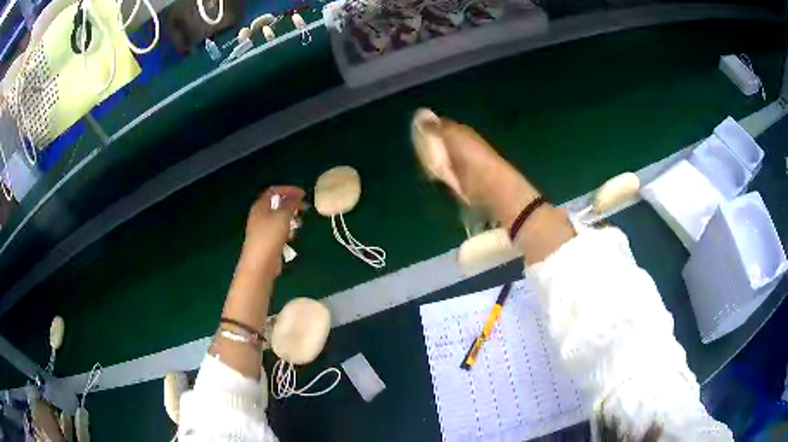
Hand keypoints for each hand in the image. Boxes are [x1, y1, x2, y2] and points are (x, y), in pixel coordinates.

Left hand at [243, 186, 304, 266]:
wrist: (260, 264)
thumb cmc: (270, 236)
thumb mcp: (282, 216)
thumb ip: (290, 203)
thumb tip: (296, 197)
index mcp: (260, 205)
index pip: (274, 191)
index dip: (288, 190)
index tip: (303, 194)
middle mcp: (259, 215)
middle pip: (276, 204)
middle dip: (291, 204)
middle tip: (304, 208)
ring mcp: (262, 229)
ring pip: (278, 218)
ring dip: (290, 218)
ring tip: (299, 223)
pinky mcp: (266, 241)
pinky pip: (278, 231)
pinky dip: (287, 230)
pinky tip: (292, 237)